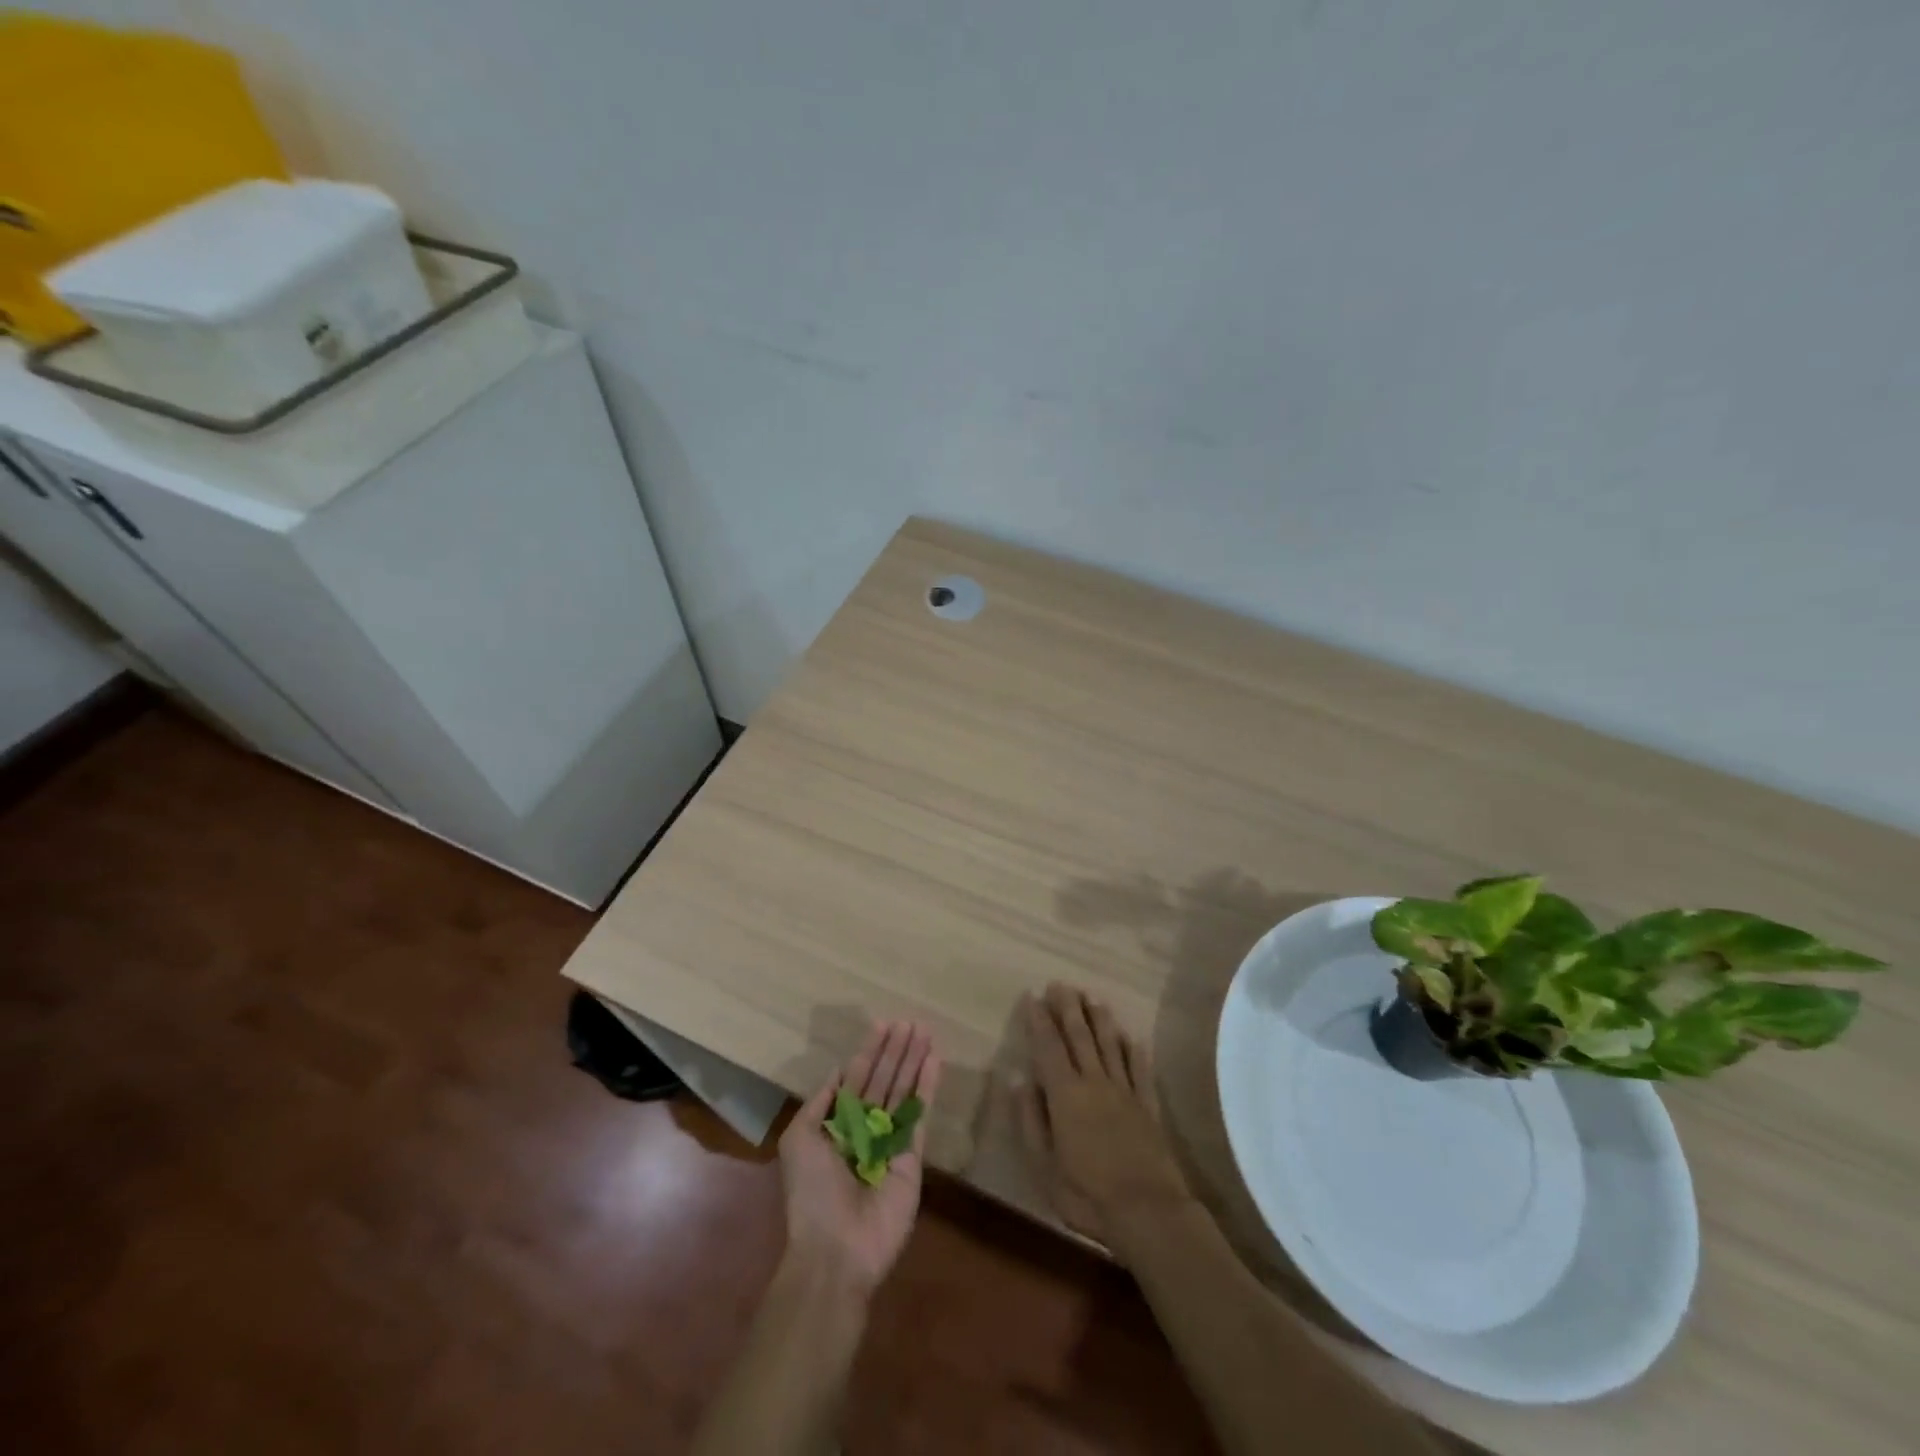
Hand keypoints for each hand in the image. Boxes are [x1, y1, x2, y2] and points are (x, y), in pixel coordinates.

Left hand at [779, 1020, 941, 1296]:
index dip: (870, 1051)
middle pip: (883, 1079)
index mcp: (836, 1124)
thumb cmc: (812, 1193)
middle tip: (911, 1021)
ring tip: (925, 1031)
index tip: (883, 1024)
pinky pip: (920, 1114)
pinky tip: (934, 1061)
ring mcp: (890, 1141)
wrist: (836, 1249)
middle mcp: (865, 1127)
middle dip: (896, 1050)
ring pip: (903, 1090)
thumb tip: (838, 1072)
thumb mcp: (798, 1141)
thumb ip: (819, 1104)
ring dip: (913, 1060)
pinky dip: (927, 1087)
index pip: (857, 1078)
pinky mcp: (913, 1156)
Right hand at [1017, 984, 1189, 1246]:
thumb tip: (1019, 1079)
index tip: (1032, 996)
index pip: (1049, 1047)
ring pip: (1111, 1045)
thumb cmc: (1086, 1194)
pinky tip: (1131, 1037)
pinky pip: (1140, 1070)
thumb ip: (1030, 1120)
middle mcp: (1095, 1082)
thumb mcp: (1043, 1166)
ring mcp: (1125, 1092)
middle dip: (1068, 1008)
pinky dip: (1134, 1050)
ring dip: (1100, 1019)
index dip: (1039, 1021)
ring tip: (1092, 998)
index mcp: (1065, 1095)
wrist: (1148, 1212)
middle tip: (1060, 984)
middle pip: (1080, 1036)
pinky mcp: (1148, 1106)